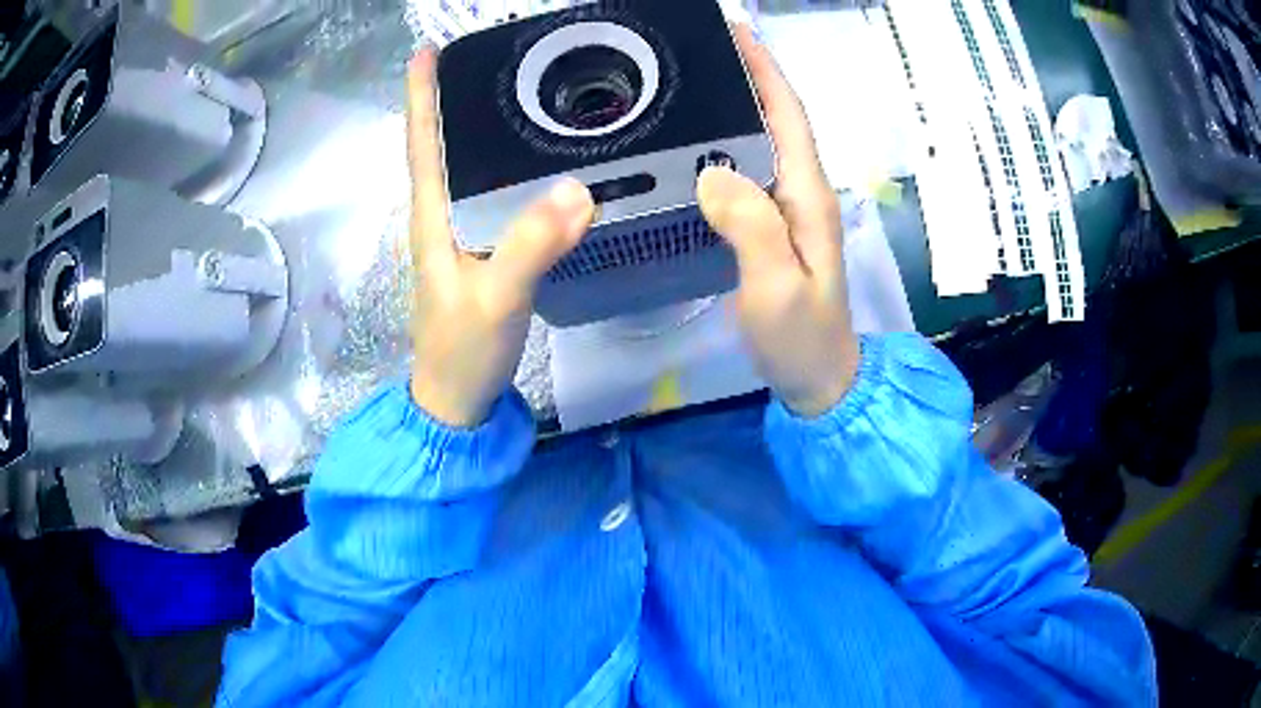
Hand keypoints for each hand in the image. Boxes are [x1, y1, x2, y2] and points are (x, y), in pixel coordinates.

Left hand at [406, 49, 594, 426]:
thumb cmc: (463, 351)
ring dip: (483, 128)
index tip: (428, 50)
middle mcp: (442, 215)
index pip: (422, 143)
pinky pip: (496, 194)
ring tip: (519, 89)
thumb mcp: (495, 299)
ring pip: (470, 167)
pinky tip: (537, 157)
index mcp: (433, 217)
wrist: (457, 399)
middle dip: (458, 97)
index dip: (422, 95)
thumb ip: (529, 246)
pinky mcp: (484, 249)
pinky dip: (510, 167)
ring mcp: (463, 234)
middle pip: (445, 144)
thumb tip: (578, 189)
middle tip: (495, 56)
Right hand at [696, 25, 860, 417]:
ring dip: (735, 105)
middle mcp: (800, 191)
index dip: (765, 70)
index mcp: (807, 194)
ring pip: (760, 142)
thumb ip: (752, 228)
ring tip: (691, 81)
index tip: (735, 32)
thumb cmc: (802, 336)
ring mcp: (787, 210)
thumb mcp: (777, 287)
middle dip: (746, 75)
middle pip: (775, 118)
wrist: (819, 378)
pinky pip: (746, 171)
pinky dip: (724, 146)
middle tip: (697, 50)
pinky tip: (696, 143)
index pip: (788, 115)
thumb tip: (713, 171)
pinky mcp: (770, 227)